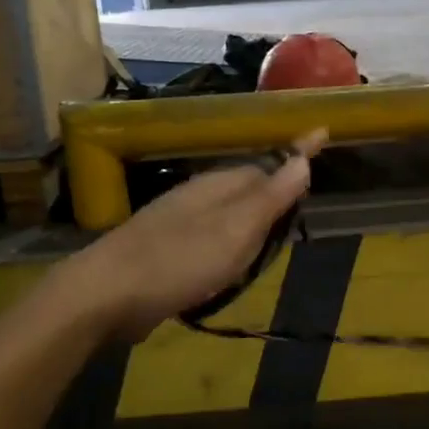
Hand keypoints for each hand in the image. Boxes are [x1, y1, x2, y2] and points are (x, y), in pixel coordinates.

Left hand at [61, 131, 325, 340]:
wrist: (106, 294)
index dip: (297, 155)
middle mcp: (201, 196)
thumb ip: (271, 196)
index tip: (323, 134)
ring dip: (252, 226)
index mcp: (221, 184)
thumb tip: (304, 159)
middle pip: (250, 189)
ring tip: (270, 242)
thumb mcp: (237, 229)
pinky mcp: (166, 252)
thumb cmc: (180, 260)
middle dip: (276, 195)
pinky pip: (211, 241)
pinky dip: (228, 250)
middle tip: (299, 207)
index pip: (269, 163)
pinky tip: (228, 269)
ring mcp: (180, 223)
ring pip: (230, 216)